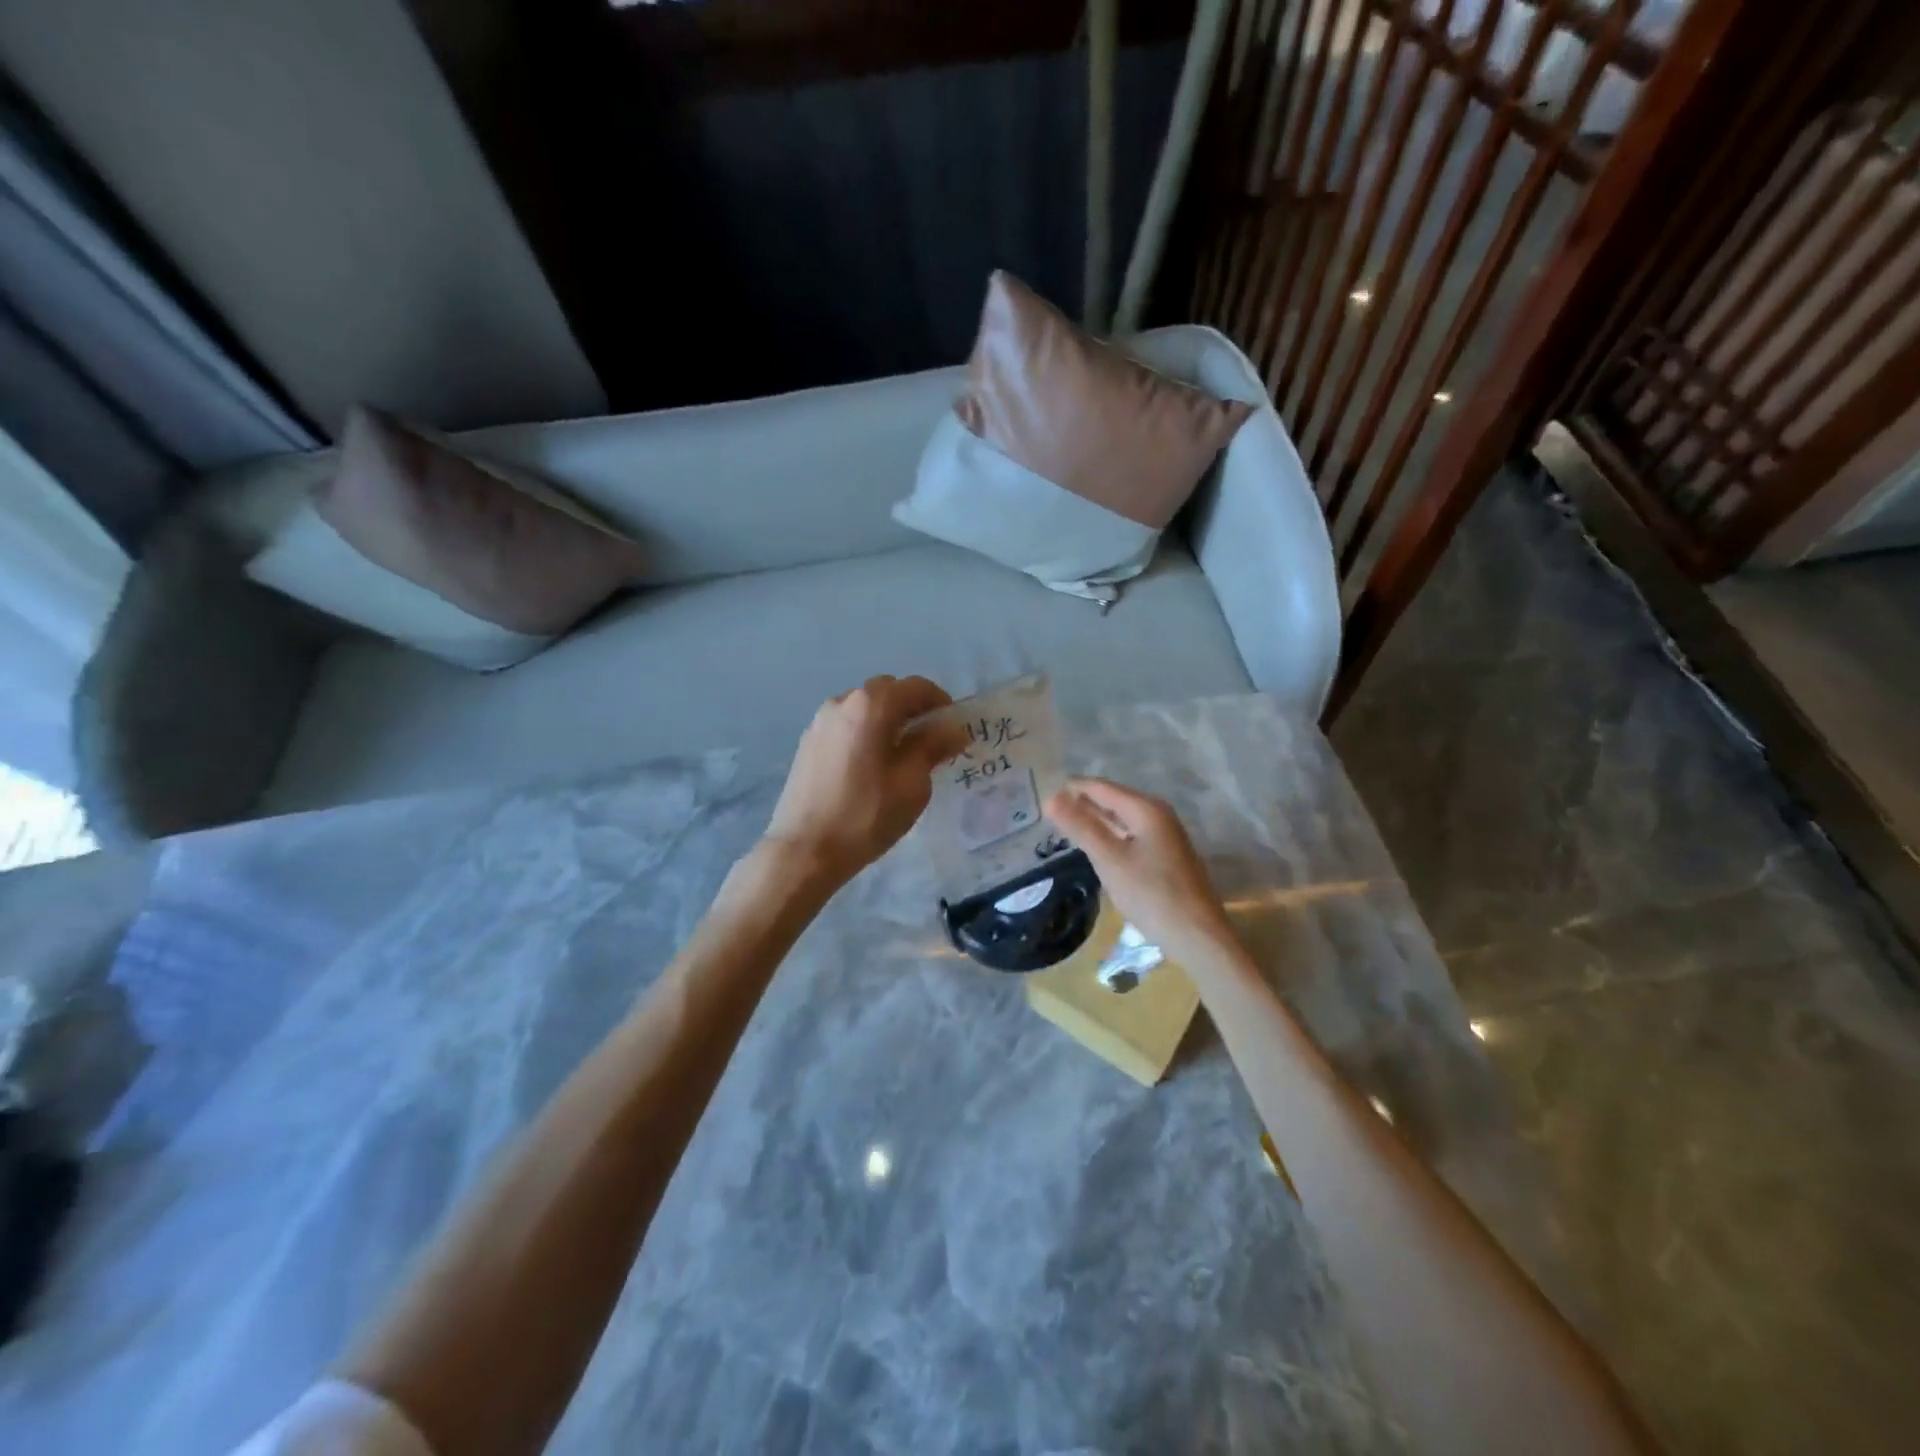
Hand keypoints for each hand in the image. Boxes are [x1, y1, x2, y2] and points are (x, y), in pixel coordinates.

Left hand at [764, 675, 969, 885]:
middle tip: (930, 739)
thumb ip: (933, 747)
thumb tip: (953, 729)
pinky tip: (871, 765)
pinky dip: (865, 733)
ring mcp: (820, 722)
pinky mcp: (807, 744)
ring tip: (901, 754)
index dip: (940, 701)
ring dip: (887, 720)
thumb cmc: (865, 816)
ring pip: (863, 709)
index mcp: (870, 706)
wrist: (804, 850)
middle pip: (886, 692)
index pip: (914, 687)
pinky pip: (846, 726)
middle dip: (912, 708)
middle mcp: (842, 703)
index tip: (953, 726)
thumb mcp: (911, 784)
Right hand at [1044, 777, 1236, 965]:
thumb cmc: (1151, 894)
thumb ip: (1081, 827)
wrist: (1198, 936)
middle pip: (1114, 800)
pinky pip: (1132, 835)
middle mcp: (1159, 815)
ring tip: (1067, 825)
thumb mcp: (1109, 859)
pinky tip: (1098, 846)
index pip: (1101, 788)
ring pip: (1123, 819)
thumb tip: (1051, 797)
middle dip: (1083, 803)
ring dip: (1096, 820)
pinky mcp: (1167, 857)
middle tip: (1050, 809)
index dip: (1073, 788)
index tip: (1044, 792)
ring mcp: (1166, 836)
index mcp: (1146, 809)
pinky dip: (1111, 836)